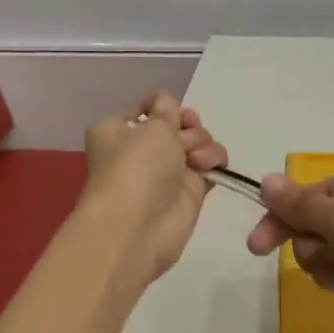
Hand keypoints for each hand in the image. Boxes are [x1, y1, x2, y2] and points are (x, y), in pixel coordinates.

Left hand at [83, 92, 227, 283]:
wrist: (138, 227)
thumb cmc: (136, 167)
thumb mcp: (152, 127)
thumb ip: (167, 112)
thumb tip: (167, 106)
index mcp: (119, 130)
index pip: (149, 108)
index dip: (165, 107)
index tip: (173, 113)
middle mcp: (141, 149)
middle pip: (177, 125)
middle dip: (188, 126)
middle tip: (184, 139)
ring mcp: (167, 172)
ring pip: (196, 143)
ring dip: (202, 143)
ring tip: (195, 159)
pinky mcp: (189, 192)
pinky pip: (209, 166)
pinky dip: (214, 162)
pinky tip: (210, 167)